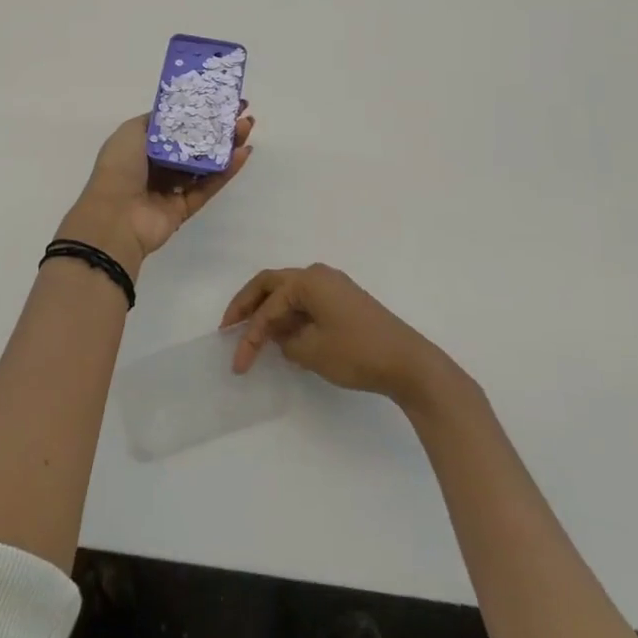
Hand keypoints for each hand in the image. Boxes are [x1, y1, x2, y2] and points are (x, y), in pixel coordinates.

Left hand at [55, 108, 253, 277]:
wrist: (115, 217)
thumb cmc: (119, 168)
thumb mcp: (131, 132)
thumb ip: (156, 120)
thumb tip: (177, 112)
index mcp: (142, 145)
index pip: (176, 124)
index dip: (197, 110)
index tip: (220, 98)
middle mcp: (158, 164)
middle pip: (194, 142)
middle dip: (217, 126)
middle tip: (241, 111)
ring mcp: (172, 187)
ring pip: (205, 163)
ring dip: (226, 145)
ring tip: (247, 126)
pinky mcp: (185, 207)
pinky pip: (209, 186)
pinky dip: (227, 171)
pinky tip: (243, 153)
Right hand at [221, 264, 450, 407]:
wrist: (408, 363)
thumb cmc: (357, 353)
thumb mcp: (312, 351)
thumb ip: (285, 341)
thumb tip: (281, 337)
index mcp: (308, 280)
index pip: (267, 304)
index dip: (249, 333)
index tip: (238, 362)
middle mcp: (319, 275)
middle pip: (272, 284)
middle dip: (248, 305)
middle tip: (229, 327)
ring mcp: (334, 286)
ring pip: (290, 293)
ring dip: (270, 312)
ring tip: (253, 336)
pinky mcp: (345, 302)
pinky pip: (307, 302)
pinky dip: (290, 317)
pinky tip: (284, 338)